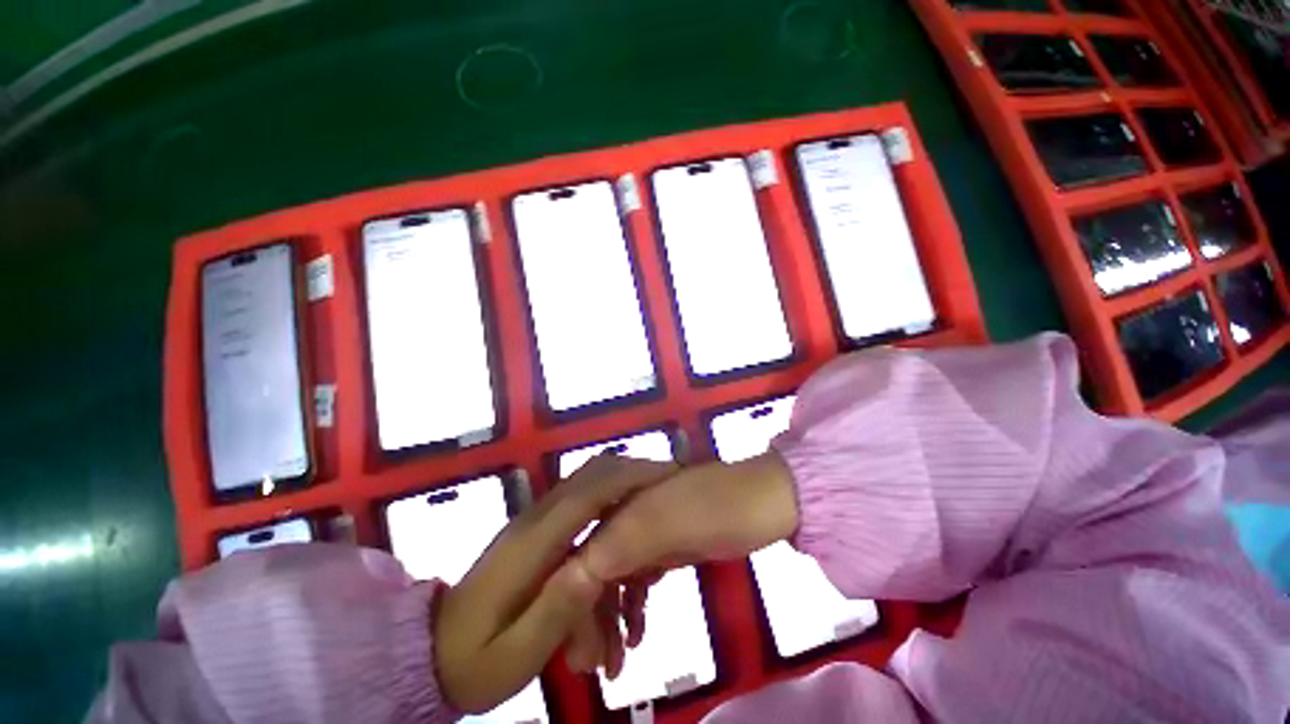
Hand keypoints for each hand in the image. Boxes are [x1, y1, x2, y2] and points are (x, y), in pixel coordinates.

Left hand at [433, 456, 675, 713]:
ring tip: (652, 506)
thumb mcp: (514, 657)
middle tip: (666, 487)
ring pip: (588, 485)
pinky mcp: (538, 530)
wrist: (430, 652)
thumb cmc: (474, 661)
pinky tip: (622, 533)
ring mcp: (536, 521)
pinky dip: (608, 507)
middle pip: (592, 476)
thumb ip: (556, 611)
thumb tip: (597, 563)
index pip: (589, 493)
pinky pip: (581, 504)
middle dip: (632, 474)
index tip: (666, 477)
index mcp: (533, 543)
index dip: (630, 478)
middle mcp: (537, 519)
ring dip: (622, 489)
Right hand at [563, 452, 798, 672]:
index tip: (578, 645)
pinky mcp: (664, 546)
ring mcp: (645, 529)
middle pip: (592, 565)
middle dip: (589, 614)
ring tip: (615, 662)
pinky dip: (632, 609)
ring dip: (609, 618)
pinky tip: (637, 636)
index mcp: (619, 497)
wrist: (767, 503)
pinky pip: (636, 580)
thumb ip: (623, 539)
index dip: (572, 596)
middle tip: (594, 665)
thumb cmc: (719, 508)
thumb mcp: (669, 521)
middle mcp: (624, 512)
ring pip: (612, 576)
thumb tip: (571, 574)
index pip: (579, 549)